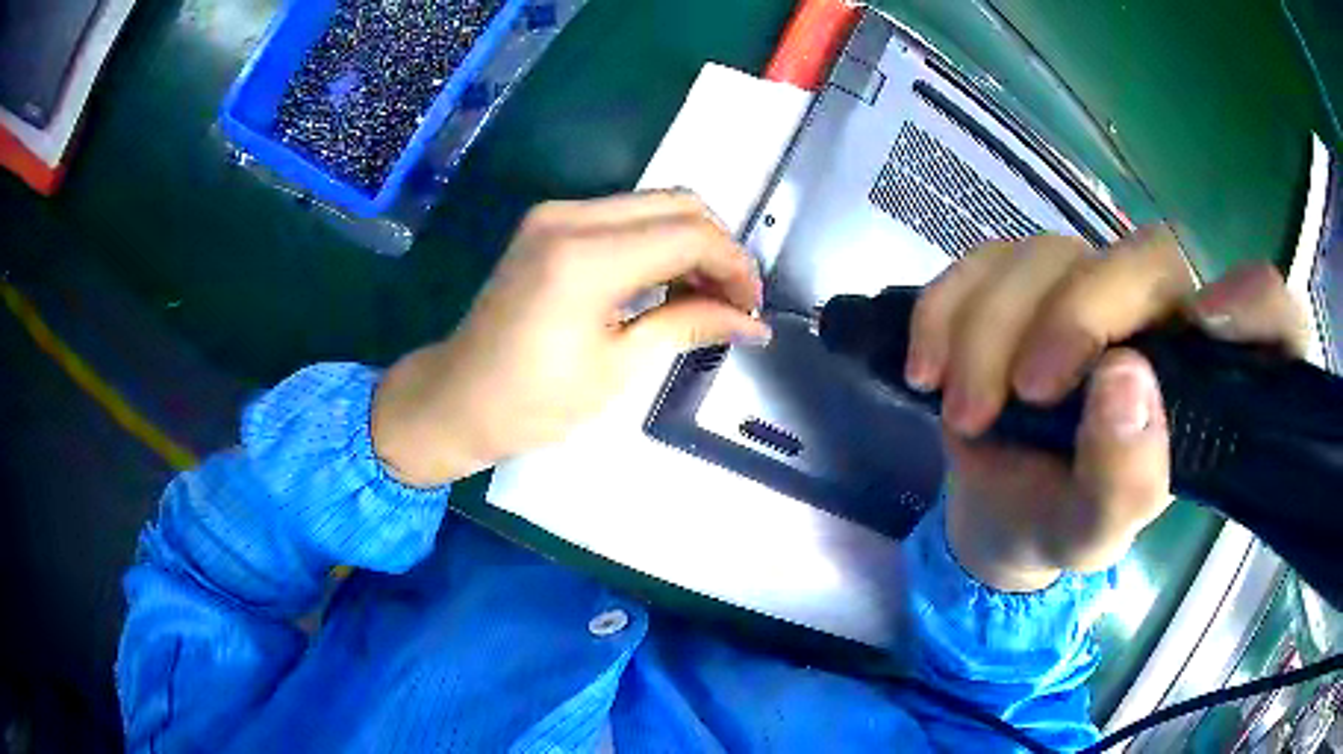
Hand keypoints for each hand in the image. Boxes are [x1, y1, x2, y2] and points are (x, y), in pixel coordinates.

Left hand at [371, 191, 770, 487]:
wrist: (456, 399)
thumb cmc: (532, 403)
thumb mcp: (618, 368)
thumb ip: (688, 326)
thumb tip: (751, 322)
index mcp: (586, 258)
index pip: (688, 235)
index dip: (733, 267)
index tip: (752, 309)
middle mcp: (570, 217)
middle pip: (676, 204)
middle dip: (718, 248)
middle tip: (735, 302)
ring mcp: (555, 215)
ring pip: (653, 204)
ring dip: (690, 242)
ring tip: (707, 297)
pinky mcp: (548, 224)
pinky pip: (623, 216)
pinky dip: (657, 241)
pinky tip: (669, 282)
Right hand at [907, 227, 1307, 590]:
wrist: (996, 508)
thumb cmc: (1061, 524)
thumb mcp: (1094, 535)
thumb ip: (1124, 480)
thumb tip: (1123, 378)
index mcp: (1207, 382)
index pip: (1271, 318)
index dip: (1261, 306)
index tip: (1214, 323)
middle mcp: (1162, 316)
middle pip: (1145, 258)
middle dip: (1077, 316)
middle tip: (1026, 393)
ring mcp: (1090, 285)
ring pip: (1050, 252)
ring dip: (992, 328)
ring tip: (964, 413)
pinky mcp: (1024, 279)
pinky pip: (984, 257)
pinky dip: (947, 307)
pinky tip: (929, 366)